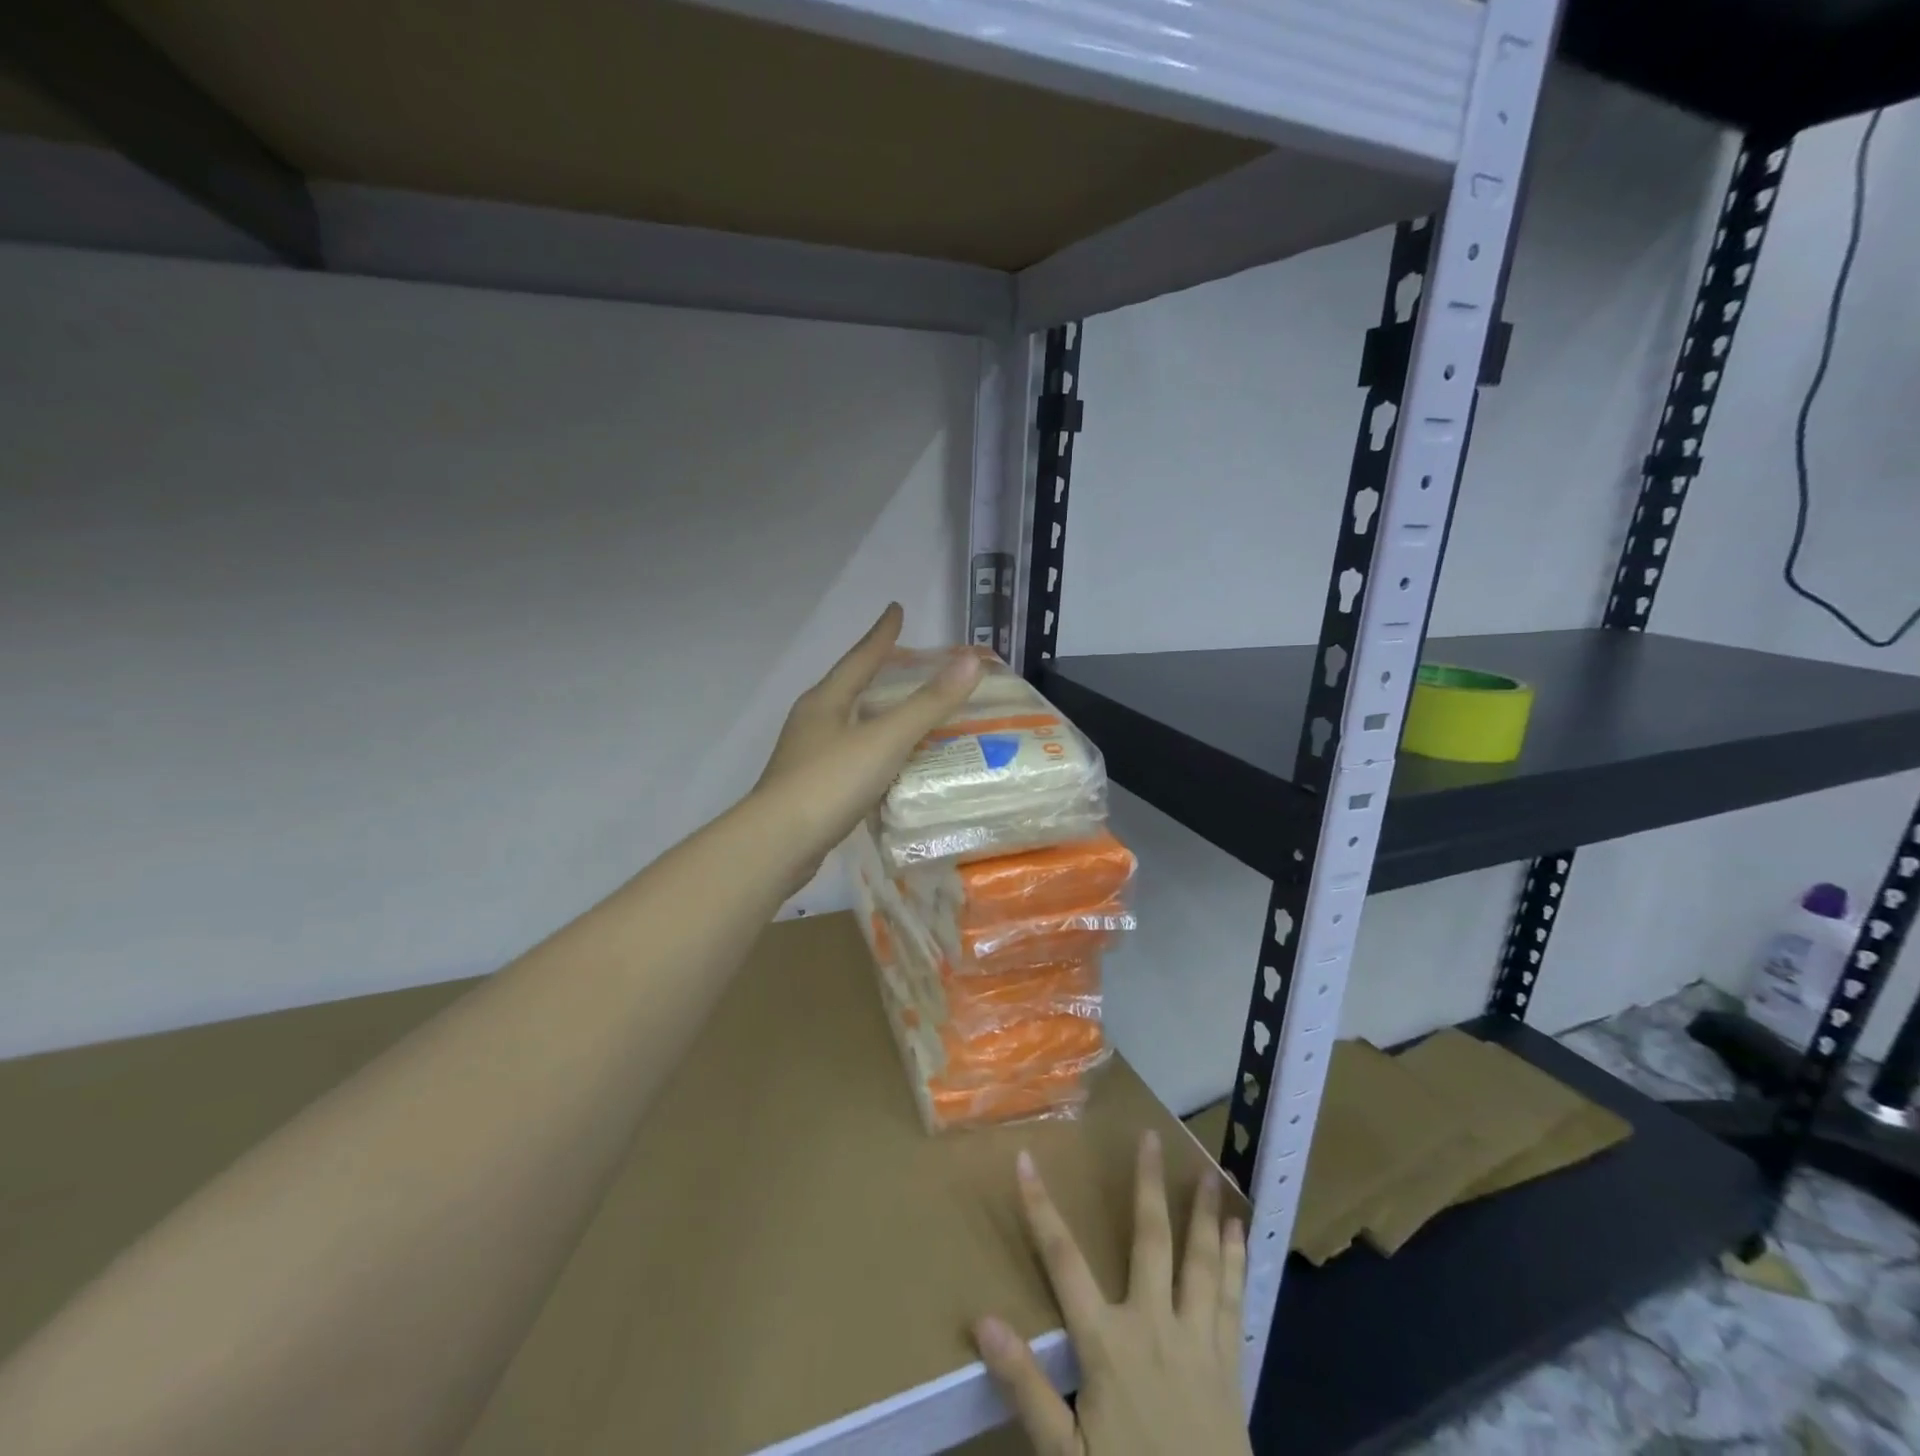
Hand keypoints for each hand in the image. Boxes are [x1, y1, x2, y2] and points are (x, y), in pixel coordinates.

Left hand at [753, 603, 980, 889]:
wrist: (777, 844)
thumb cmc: (830, 782)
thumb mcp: (885, 739)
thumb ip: (928, 704)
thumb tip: (970, 662)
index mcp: (826, 700)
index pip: (860, 657)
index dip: (882, 634)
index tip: (896, 609)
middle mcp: (813, 720)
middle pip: (849, 686)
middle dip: (875, 670)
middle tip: (905, 661)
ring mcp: (807, 755)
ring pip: (847, 722)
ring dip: (873, 711)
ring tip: (899, 709)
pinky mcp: (809, 787)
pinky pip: (848, 755)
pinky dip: (870, 748)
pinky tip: (885, 764)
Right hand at [973, 1133, 1251, 1455]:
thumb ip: (1026, 1386)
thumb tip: (982, 1322)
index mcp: (1106, 1342)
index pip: (1063, 1260)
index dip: (1040, 1207)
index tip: (1025, 1159)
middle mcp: (1154, 1325)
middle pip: (1149, 1240)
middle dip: (1148, 1185)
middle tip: (1152, 1137)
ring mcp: (1197, 1342)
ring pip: (1201, 1260)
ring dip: (1203, 1213)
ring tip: (1209, 1172)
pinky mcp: (1229, 1365)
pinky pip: (1232, 1299)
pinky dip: (1235, 1260)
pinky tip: (1240, 1232)